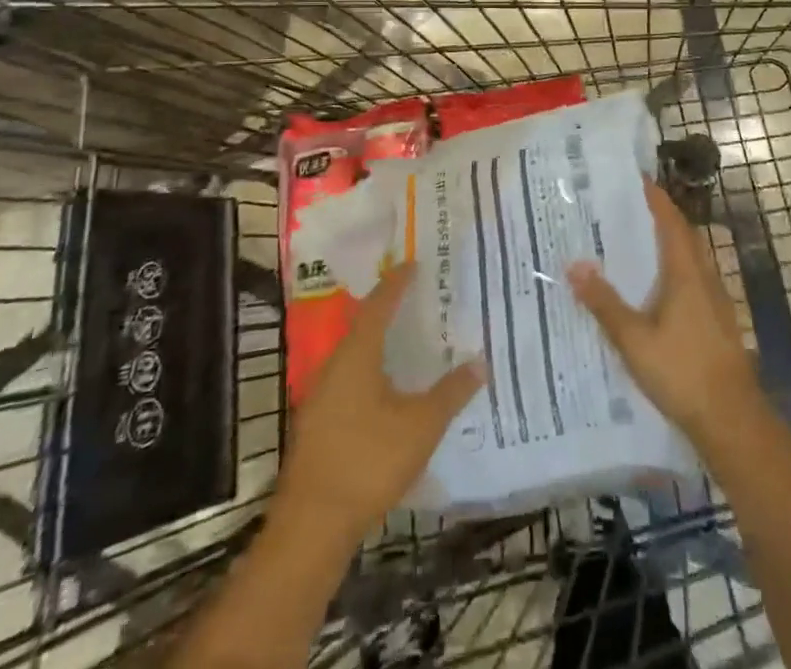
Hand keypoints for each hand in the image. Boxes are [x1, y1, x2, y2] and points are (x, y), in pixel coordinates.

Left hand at [277, 264, 484, 539]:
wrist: (311, 527)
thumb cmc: (368, 462)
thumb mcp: (421, 426)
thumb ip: (451, 393)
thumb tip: (479, 362)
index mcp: (357, 355)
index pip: (379, 305)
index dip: (397, 283)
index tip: (413, 263)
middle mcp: (334, 366)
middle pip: (363, 327)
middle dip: (388, 311)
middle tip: (416, 298)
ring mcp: (320, 398)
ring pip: (354, 357)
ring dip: (379, 344)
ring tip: (407, 339)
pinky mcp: (317, 426)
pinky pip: (348, 382)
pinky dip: (370, 373)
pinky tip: (388, 390)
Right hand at [567, 184, 760, 446]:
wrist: (732, 420)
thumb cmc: (682, 372)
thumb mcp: (634, 340)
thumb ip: (604, 303)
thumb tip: (574, 265)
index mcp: (686, 273)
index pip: (671, 222)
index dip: (656, 199)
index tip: (639, 179)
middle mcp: (705, 278)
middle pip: (686, 237)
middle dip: (663, 218)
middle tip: (633, 207)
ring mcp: (716, 301)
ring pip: (693, 260)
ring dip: (671, 244)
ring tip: (641, 243)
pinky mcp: (719, 323)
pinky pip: (695, 281)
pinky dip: (677, 271)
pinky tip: (659, 291)